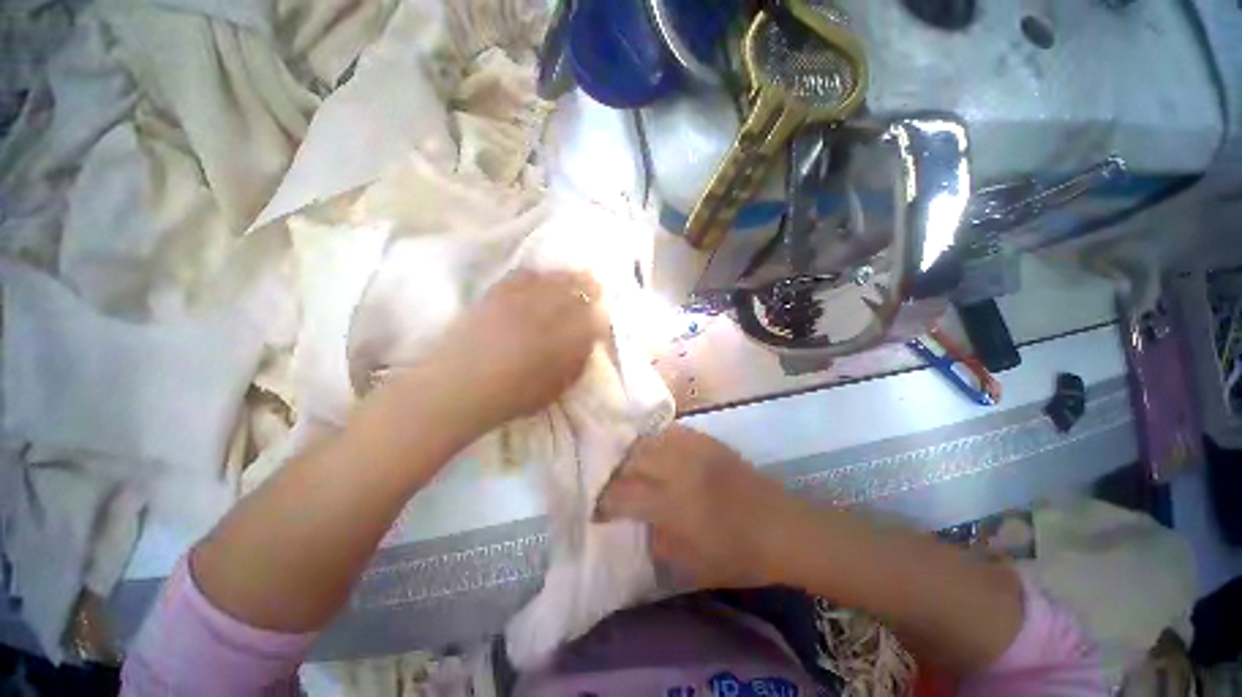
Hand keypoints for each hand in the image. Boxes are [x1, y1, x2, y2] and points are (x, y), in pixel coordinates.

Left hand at [427, 269, 608, 433]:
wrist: (462, 386)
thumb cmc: (515, 395)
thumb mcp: (558, 386)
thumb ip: (577, 360)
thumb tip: (586, 341)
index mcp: (569, 337)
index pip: (595, 315)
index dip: (601, 311)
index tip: (603, 311)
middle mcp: (551, 311)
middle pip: (578, 289)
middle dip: (589, 286)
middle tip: (595, 284)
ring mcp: (523, 299)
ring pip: (553, 278)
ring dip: (567, 277)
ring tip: (572, 276)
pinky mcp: (498, 293)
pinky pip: (524, 275)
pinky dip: (537, 276)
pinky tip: (539, 279)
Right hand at [597, 425, 797, 588]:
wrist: (783, 527)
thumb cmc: (738, 555)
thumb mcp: (690, 562)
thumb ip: (656, 538)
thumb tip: (637, 519)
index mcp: (673, 503)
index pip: (623, 493)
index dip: (604, 500)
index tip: (596, 508)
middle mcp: (679, 468)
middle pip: (632, 458)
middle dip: (615, 472)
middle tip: (612, 484)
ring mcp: (694, 449)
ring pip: (649, 440)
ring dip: (634, 453)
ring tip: (631, 466)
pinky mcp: (707, 440)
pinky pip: (671, 432)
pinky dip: (657, 441)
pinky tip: (656, 451)